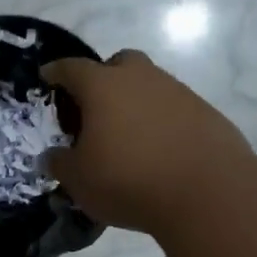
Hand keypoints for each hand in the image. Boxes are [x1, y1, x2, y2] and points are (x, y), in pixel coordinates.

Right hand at [42, 50, 255, 233]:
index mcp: (102, 86)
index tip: (47, 77)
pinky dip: (161, 121)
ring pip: (148, 85)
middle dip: (103, 79)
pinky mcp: (205, 112)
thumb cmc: (129, 180)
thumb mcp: (79, 180)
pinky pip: (173, 108)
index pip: (70, 68)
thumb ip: (60, 163)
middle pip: (117, 64)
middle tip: (93, 110)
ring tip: (128, 137)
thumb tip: (54, 155)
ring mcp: (177, 91)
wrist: (209, 193)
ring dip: (134, 102)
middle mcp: (140, 77)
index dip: (55, 73)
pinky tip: (159, 150)